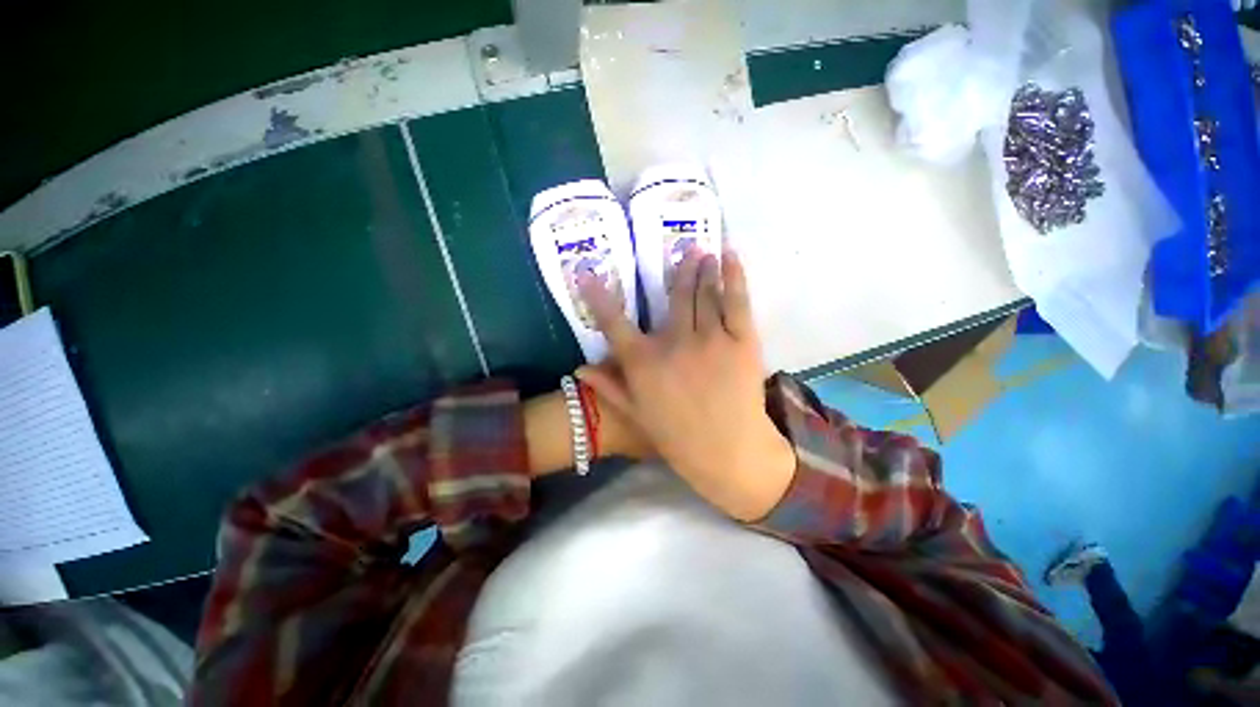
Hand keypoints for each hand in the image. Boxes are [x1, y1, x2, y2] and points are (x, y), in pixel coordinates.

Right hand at [576, 248, 795, 520]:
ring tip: (704, 251)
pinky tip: (729, 256)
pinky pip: (736, 300)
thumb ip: (609, 387)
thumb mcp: (636, 414)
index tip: (589, 274)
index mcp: (644, 362)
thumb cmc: (678, 437)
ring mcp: (710, 338)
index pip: (614, 323)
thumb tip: (578, 368)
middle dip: (677, 270)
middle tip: (684, 250)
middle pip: (673, 297)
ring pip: (703, 294)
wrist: (729, 454)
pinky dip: (733, 275)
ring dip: (703, 269)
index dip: (599, 297)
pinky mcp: (742, 341)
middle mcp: (674, 342)